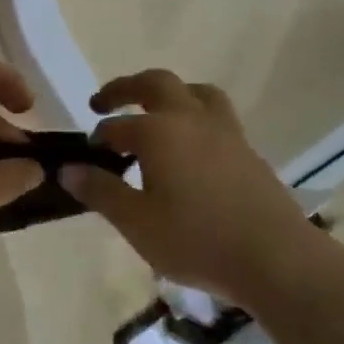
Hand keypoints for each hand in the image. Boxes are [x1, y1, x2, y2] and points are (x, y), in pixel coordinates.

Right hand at [64, 69, 331, 308]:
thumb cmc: (196, 240)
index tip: (86, 156)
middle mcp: (191, 120)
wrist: (275, 259)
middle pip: (156, 84)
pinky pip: (215, 116)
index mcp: (158, 132)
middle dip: (125, 89)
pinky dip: (193, 117)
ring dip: (168, 94)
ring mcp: (226, 132)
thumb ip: (100, 191)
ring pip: (195, 92)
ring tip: (153, 113)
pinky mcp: (248, 151)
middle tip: (102, 103)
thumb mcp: (136, 222)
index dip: (97, 138)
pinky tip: (187, 149)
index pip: (116, 126)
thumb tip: (68, 169)